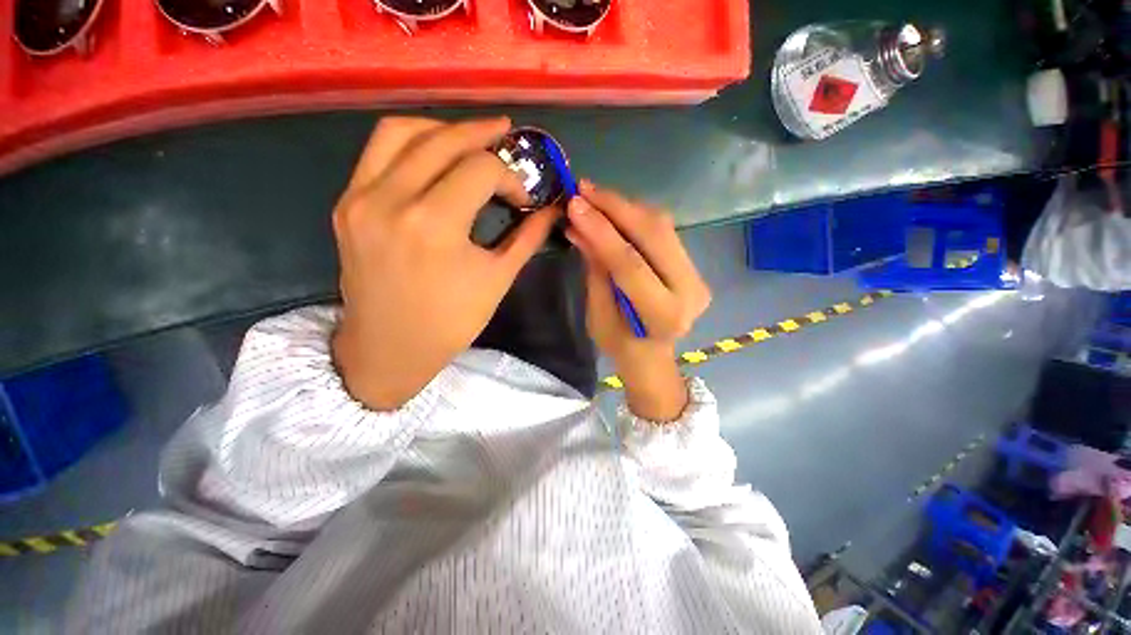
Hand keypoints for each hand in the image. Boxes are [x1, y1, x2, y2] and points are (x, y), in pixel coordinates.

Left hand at [332, 117, 558, 410]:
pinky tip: (433, 155)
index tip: (521, 198)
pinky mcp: (346, 204)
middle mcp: (391, 200)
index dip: (509, 177)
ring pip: (401, 132)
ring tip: (469, 138)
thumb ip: (527, 237)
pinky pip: (377, 153)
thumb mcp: (497, 280)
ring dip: (442, 128)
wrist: (389, 348)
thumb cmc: (450, 322)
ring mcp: (360, 198)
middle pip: (443, 139)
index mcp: (434, 225)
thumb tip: (551, 210)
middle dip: (481, 134)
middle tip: (505, 133)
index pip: (480, 170)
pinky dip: (410, 142)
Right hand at [564, 181, 710, 421]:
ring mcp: (696, 274)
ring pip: (661, 226)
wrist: (650, 353)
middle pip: (653, 235)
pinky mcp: (692, 264)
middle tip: (583, 189)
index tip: (575, 203)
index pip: (631, 264)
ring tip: (593, 195)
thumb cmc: (618, 342)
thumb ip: (595, 266)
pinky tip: (613, 208)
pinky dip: (635, 216)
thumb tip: (578, 223)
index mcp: (664, 315)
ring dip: (625, 206)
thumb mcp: (598, 311)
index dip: (602, 231)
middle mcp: (690, 291)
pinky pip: (662, 231)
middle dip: (616, 207)